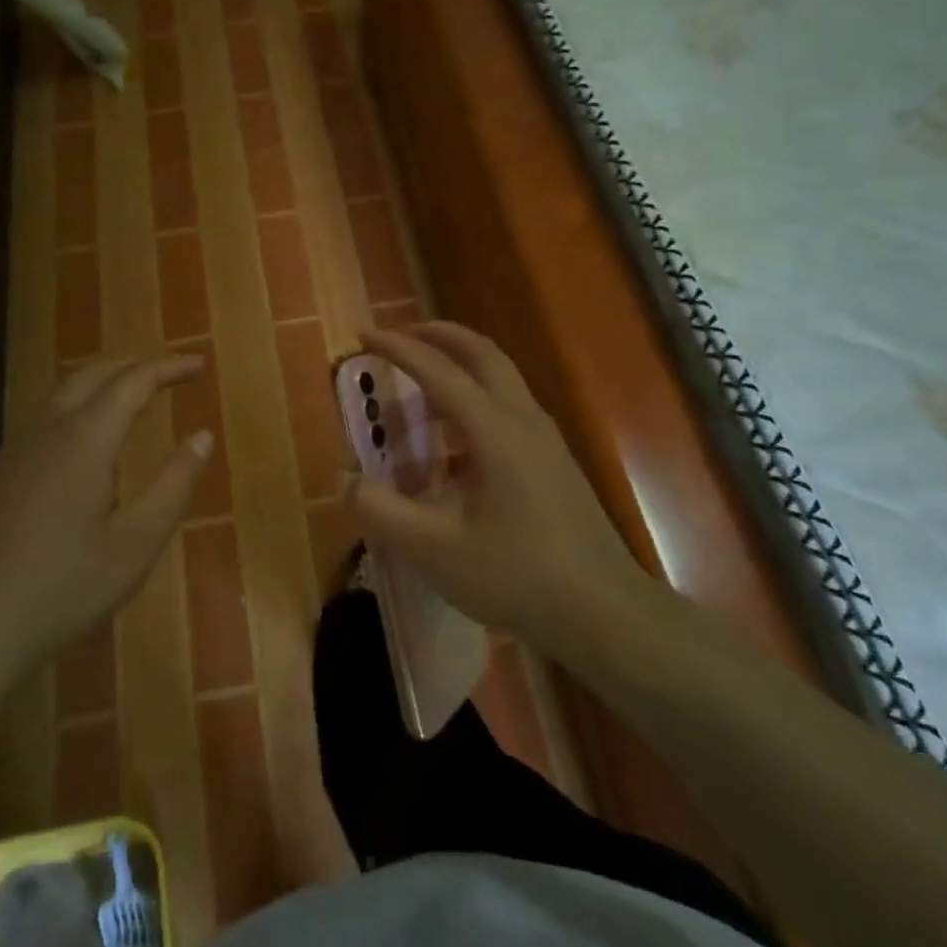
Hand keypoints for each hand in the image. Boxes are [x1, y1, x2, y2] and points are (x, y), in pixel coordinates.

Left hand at [0, 355, 212, 715]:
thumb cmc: (59, 590)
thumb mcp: (135, 545)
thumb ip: (173, 485)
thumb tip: (202, 436)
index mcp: (82, 441)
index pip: (132, 383)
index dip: (168, 368)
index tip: (198, 363)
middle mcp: (41, 435)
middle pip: (88, 378)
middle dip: (130, 366)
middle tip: (164, 373)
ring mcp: (5, 459)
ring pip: (56, 404)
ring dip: (96, 392)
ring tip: (125, 408)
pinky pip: (35, 435)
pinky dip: (69, 424)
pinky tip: (74, 464)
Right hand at [347, 323, 648, 658]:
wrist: (603, 612)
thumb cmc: (517, 576)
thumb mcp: (435, 550)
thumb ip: (381, 511)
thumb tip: (342, 479)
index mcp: (495, 431)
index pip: (438, 371)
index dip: (397, 348)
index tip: (363, 334)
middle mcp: (524, 421)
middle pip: (482, 355)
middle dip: (440, 337)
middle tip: (401, 337)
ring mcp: (545, 440)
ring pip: (499, 381)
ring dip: (458, 371)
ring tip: (417, 396)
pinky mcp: (554, 462)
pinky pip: (508, 411)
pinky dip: (473, 405)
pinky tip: (452, 449)